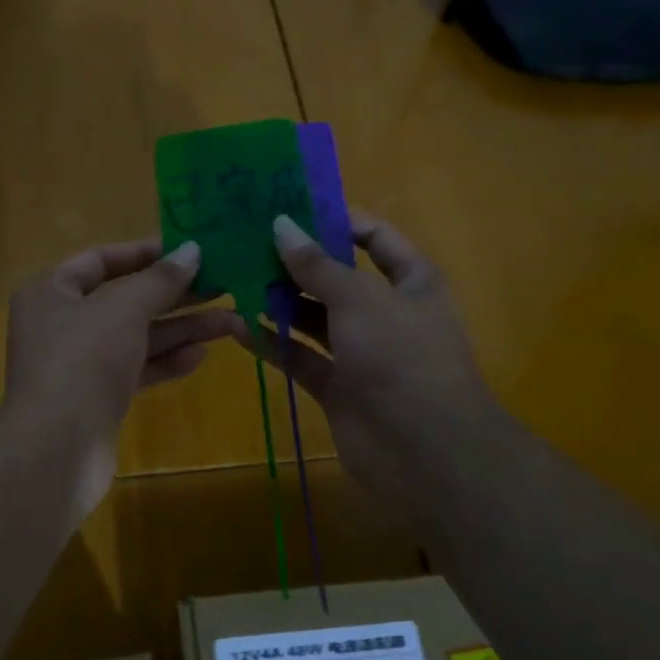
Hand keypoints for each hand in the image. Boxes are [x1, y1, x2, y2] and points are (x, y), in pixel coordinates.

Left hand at [3, 237, 234, 454]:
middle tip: (223, 285)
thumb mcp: (124, 309)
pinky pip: (135, 369)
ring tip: (231, 322)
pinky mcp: (96, 397)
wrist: (56, 450)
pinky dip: (165, 361)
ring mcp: (78, 363)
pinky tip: (201, 356)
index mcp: (51, 292)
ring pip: (135, 337)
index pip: (100, 260)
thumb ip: (160, 280)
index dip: (145, 253)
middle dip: (174, 295)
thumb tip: (192, 250)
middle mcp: (61, 323)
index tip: (189, 251)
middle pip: (124, 299)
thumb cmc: (83, 360)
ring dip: (180, 329)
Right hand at [233, 210, 500, 514]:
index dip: (336, 219)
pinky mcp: (336, 386)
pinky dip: (270, 342)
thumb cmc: (403, 359)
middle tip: (245, 240)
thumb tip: (280, 225)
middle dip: (294, 261)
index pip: (373, 237)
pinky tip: (234, 324)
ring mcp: (359, 351)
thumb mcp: (360, 300)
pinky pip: (298, 356)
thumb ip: (316, 265)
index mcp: (409, 282)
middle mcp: (384, 312)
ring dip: (277, 300)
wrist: (427, 453)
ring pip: (312, 317)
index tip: (288, 206)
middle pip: (334, 277)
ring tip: (233, 276)